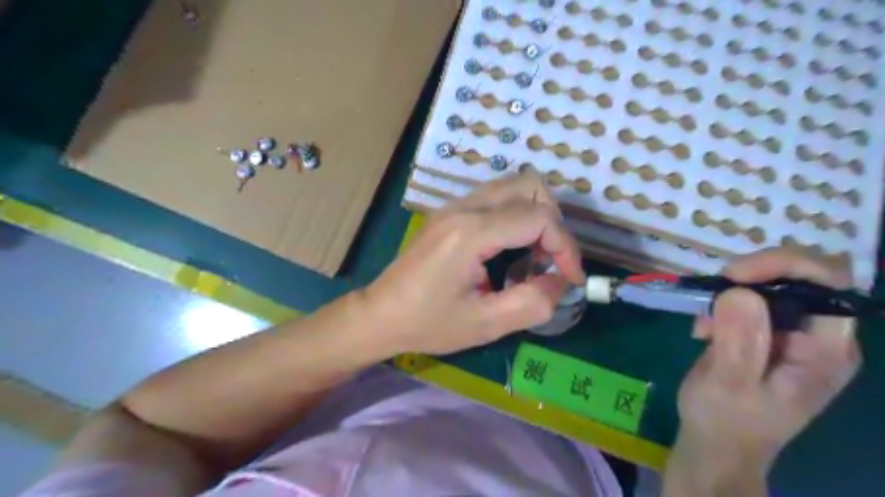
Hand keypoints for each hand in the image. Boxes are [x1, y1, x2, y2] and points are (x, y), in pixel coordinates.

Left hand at [364, 171, 586, 353]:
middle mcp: (463, 207)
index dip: (566, 246)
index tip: (571, 278)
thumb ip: (533, 303)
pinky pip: (496, 198)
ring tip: (533, 255)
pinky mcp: (449, 212)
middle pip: (530, 186)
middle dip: (553, 223)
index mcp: (471, 233)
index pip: (538, 217)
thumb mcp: (485, 325)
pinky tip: (509, 250)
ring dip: (535, 216)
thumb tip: (561, 281)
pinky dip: (516, 216)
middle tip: (549, 261)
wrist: (380, 314)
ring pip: (513, 186)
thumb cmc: (428, 323)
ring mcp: (454, 205)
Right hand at [668, 249, 861, 492]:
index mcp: (825, 350)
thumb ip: (739, 340)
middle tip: (712, 294)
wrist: (714, 442)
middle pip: (796, 277)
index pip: (828, 284)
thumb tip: (739, 290)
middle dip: (749, 278)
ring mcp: (787, 334)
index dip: (785, 266)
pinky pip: (744, 301)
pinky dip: (719, 305)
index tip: (734, 275)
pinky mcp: (760, 334)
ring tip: (703, 324)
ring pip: (766, 285)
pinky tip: (703, 330)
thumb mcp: (730, 383)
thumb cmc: (726, 420)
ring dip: (728, 294)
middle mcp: (815, 336)